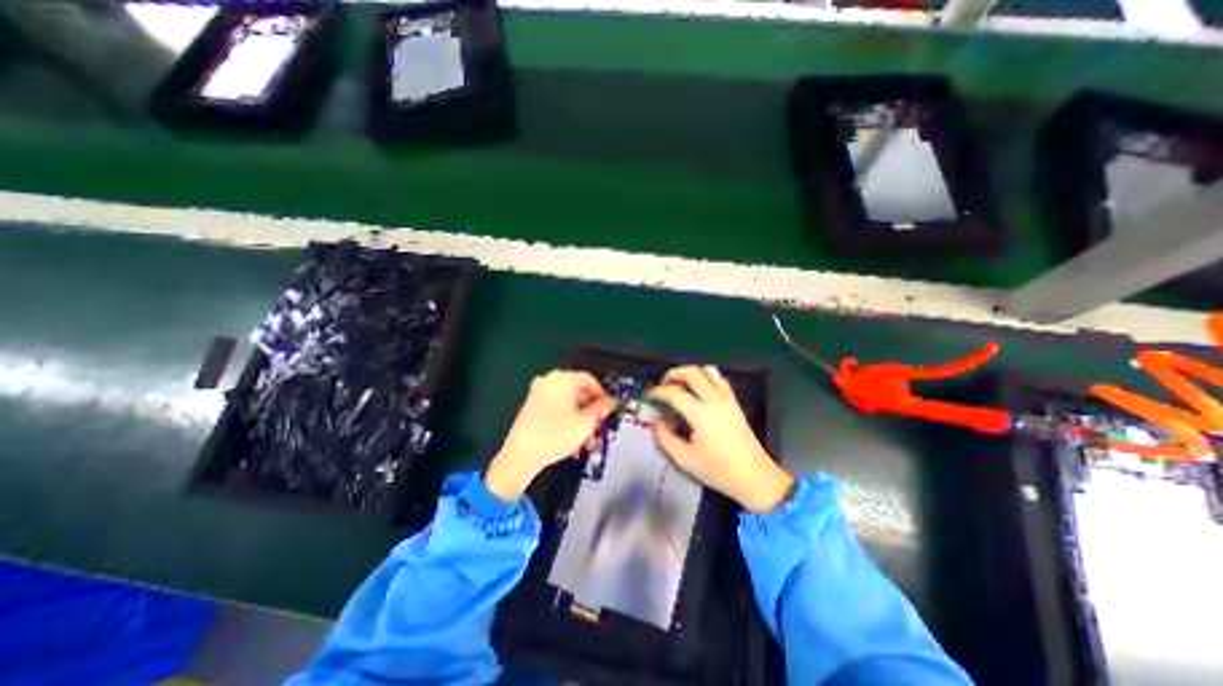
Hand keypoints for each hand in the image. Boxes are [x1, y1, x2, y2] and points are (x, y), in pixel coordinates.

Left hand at [483, 373, 617, 500]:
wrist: (521, 455)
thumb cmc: (556, 435)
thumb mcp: (586, 422)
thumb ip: (601, 409)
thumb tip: (610, 401)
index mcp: (563, 379)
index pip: (590, 380)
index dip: (602, 395)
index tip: (608, 410)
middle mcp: (550, 381)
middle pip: (579, 393)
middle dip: (591, 414)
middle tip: (598, 430)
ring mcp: (539, 392)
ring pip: (568, 404)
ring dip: (580, 421)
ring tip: (585, 444)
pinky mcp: (532, 405)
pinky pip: (556, 408)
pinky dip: (566, 420)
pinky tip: (571, 440)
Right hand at [650, 366, 793, 510]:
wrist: (754, 477)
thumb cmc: (718, 470)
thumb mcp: (684, 459)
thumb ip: (664, 437)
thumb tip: (654, 419)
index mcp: (700, 413)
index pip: (673, 392)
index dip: (657, 392)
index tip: (648, 397)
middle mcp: (714, 399)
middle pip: (690, 372)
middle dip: (672, 374)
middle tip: (662, 386)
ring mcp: (727, 398)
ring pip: (707, 369)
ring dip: (690, 372)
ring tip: (679, 385)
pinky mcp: (734, 401)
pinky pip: (719, 378)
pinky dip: (705, 377)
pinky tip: (698, 390)